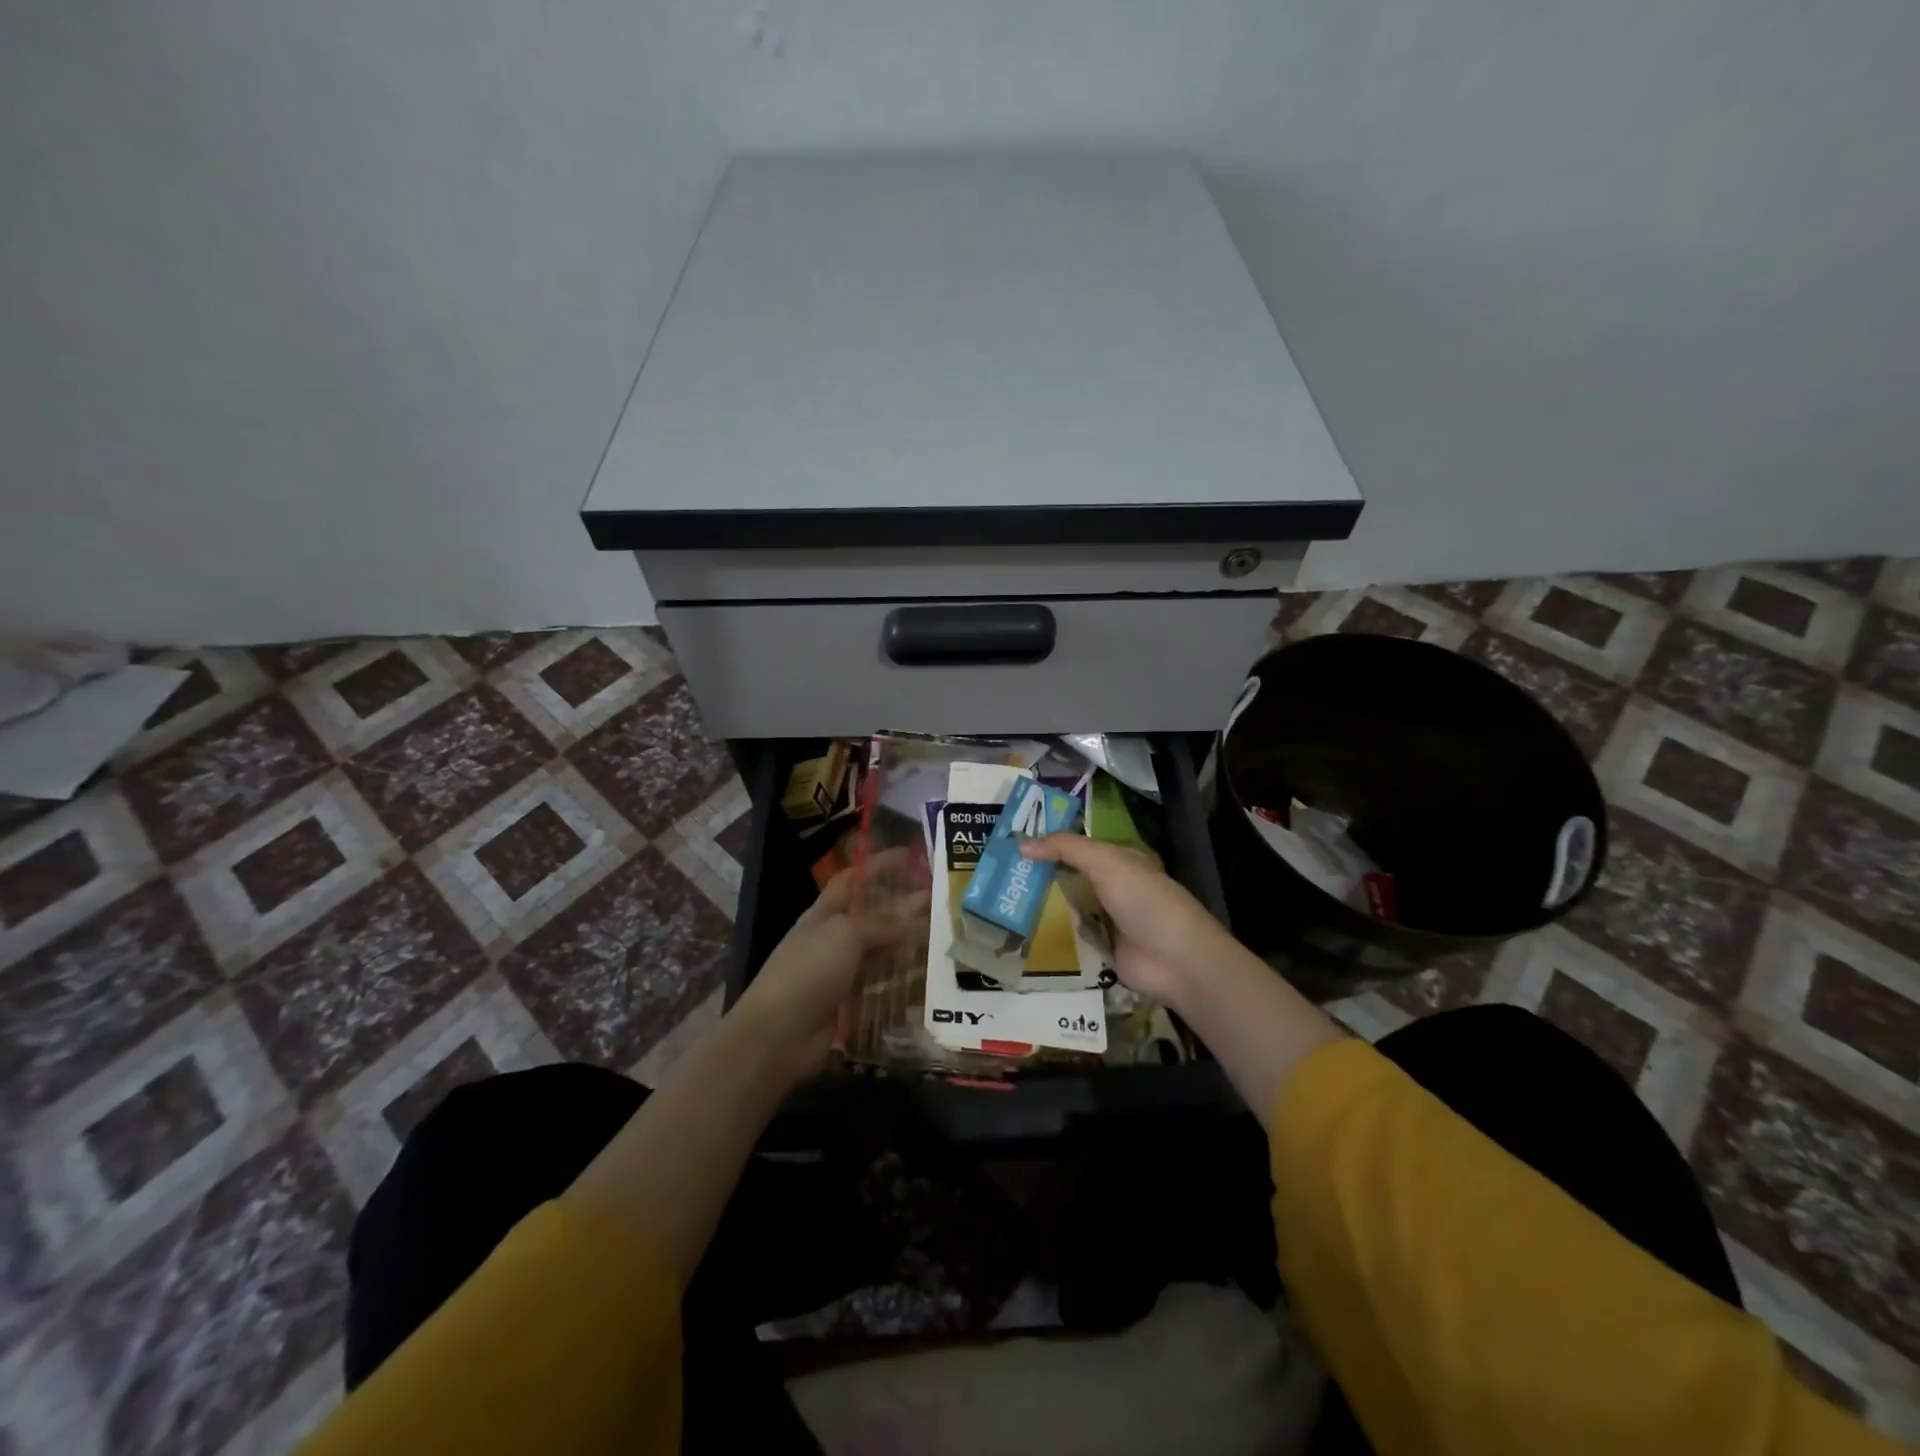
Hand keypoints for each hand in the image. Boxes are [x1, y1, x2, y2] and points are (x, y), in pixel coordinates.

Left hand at [729, 856, 925, 1087]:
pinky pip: (883, 988)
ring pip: (882, 953)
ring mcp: (842, 974)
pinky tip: (931, 980)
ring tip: (945, 939)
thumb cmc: (808, 972)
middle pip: (873, 917)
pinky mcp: (852, 1005)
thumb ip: (881, 922)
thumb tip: (916, 908)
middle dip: (903, 908)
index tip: (912, 857)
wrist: (778, 1037)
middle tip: (942, 902)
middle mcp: (835, 940)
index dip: (879, 866)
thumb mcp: (845, 935)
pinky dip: (904, 984)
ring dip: (908, 946)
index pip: (854, 880)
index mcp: (825, 914)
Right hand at [1019, 834, 1243, 1012]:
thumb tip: (1021, 843)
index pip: (1077, 846)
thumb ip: (1065, 849)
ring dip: (1042, 906)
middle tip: (998, 874)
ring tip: (1000, 901)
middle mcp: (1111, 887)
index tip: (1012, 843)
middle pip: (1069, 876)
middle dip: (1039, 875)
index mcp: (1118, 860)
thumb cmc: (1144, 900)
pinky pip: (1070, 937)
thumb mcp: (1106, 862)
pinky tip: (1020, 932)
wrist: (1175, 960)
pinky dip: (1051, 935)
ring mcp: (1106, 920)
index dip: (1048, 842)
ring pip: (1066, 906)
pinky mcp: (1101, 950)